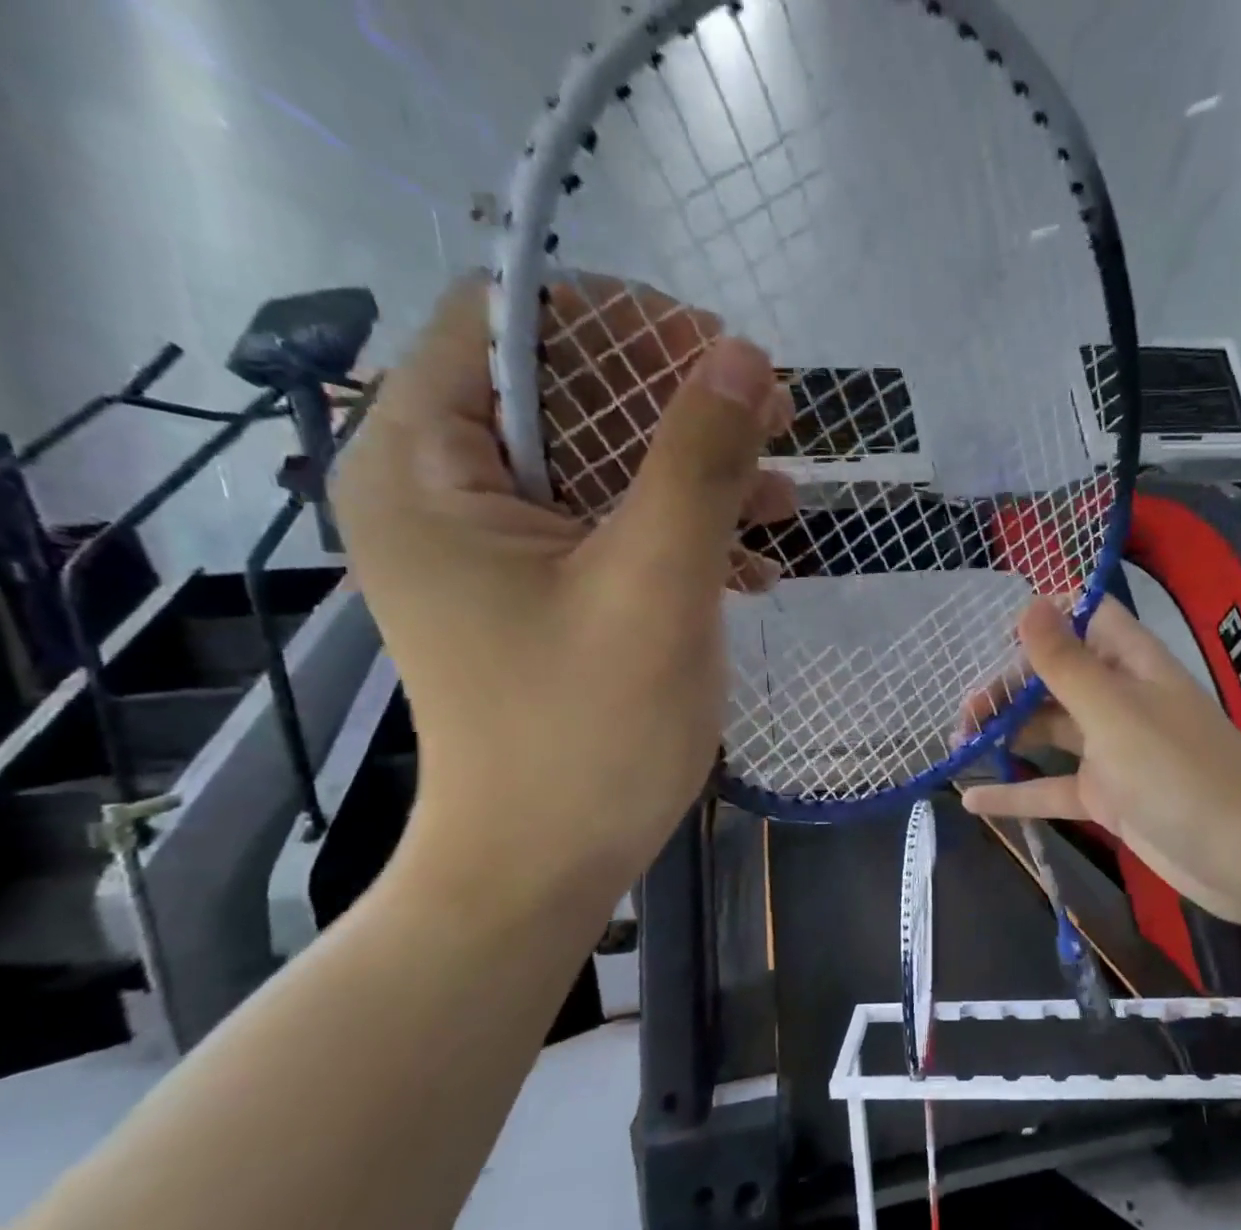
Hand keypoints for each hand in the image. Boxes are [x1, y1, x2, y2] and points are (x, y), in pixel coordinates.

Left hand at [332, 277, 794, 905]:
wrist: (546, 865)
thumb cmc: (587, 732)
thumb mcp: (655, 585)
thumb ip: (697, 462)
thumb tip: (745, 356)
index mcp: (426, 464)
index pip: (511, 323)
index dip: (621, 323)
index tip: (720, 357)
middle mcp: (445, 489)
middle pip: (567, 393)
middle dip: (678, 403)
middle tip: (775, 422)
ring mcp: (497, 547)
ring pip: (604, 463)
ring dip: (697, 471)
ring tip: (784, 501)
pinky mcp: (542, 592)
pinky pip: (614, 527)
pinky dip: (684, 531)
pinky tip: (754, 563)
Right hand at [959, 599, 1240, 924]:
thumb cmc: (1179, 771)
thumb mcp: (1113, 712)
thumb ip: (1065, 662)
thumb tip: (1028, 602)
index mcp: (1131, 663)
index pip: (1085, 618)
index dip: (1043, 618)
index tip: (990, 636)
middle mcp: (1120, 699)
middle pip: (1055, 678)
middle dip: (1008, 689)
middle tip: (963, 715)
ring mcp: (1113, 751)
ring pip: (1049, 732)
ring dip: (1006, 736)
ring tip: (957, 746)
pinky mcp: (1108, 798)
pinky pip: (1054, 787)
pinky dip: (1017, 793)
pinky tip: (971, 799)